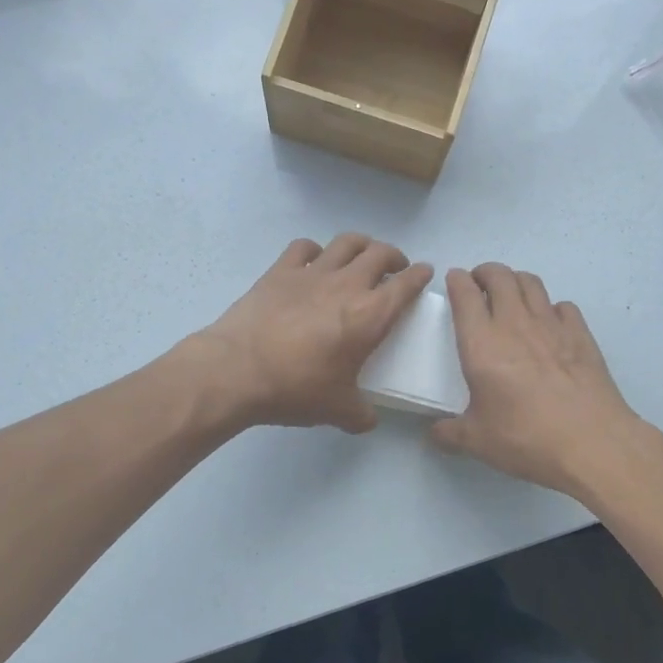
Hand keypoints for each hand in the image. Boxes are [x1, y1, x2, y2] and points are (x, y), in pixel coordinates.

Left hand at [194, 234, 432, 432]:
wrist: (237, 370)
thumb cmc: (296, 389)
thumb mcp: (338, 410)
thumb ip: (361, 414)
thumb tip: (369, 420)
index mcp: (370, 316)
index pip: (406, 285)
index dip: (420, 276)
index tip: (424, 273)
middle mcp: (347, 285)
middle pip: (380, 253)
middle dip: (394, 257)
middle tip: (394, 269)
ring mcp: (312, 273)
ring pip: (346, 242)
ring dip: (361, 245)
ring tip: (361, 256)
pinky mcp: (280, 271)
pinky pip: (304, 247)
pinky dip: (315, 250)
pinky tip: (313, 261)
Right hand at [432, 265, 643, 496]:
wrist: (592, 443)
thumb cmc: (526, 438)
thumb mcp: (477, 441)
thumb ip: (450, 433)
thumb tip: (435, 432)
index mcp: (481, 344)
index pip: (464, 294)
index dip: (457, 281)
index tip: (454, 281)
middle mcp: (515, 324)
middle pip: (499, 276)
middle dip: (485, 272)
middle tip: (479, 284)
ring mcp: (552, 325)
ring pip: (531, 282)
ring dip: (516, 281)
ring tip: (510, 295)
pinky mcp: (581, 334)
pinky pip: (563, 305)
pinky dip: (551, 307)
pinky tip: (549, 323)